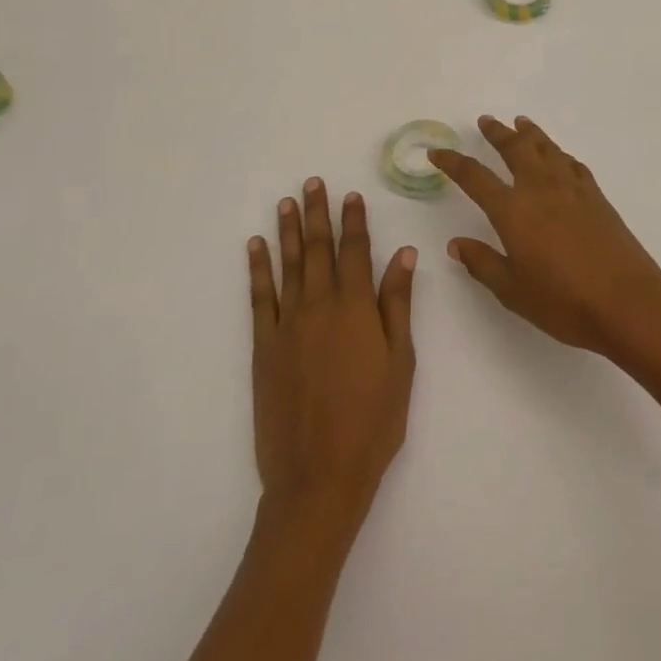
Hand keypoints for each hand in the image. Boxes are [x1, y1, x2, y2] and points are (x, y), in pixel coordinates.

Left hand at [249, 178, 417, 537]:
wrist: (318, 476)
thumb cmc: (373, 422)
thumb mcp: (401, 363)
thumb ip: (398, 304)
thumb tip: (404, 253)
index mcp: (356, 308)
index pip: (355, 251)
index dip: (354, 221)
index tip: (352, 195)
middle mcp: (319, 305)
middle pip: (318, 248)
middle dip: (317, 213)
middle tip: (313, 183)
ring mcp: (287, 324)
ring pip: (288, 264)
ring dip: (287, 230)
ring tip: (286, 202)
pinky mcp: (263, 346)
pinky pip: (259, 297)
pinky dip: (258, 268)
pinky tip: (256, 246)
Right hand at [429, 116, 660, 355]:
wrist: (627, 302)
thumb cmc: (563, 301)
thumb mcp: (512, 290)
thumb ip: (483, 263)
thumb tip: (457, 244)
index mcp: (512, 210)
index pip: (474, 177)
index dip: (453, 162)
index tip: (437, 152)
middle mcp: (540, 189)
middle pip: (515, 148)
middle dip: (497, 133)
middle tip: (486, 121)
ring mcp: (572, 189)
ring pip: (547, 148)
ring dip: (531, 133)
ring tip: (521, 123)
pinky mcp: (596, 197)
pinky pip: (573, 164)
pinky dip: (561, 155)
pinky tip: (560, 157)